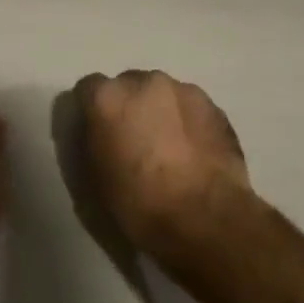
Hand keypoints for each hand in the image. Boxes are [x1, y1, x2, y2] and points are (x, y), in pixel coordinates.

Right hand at [73, 70, 255, 274]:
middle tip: (134, 140)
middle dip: (128, 106)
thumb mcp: (96, 174)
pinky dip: (187, 122)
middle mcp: (145, 82)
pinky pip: (190, 108)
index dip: (92, 110)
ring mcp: (185, 91)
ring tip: (169, 148)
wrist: (205, 220)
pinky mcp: (215, 107)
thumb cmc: (139, 202)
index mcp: (109, 98)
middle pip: (129, 86)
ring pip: (163, 94)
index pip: (88, 88)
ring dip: (160, 112)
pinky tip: (192, 152)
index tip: (97, 132)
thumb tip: (104, 132)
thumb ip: (95, 139)